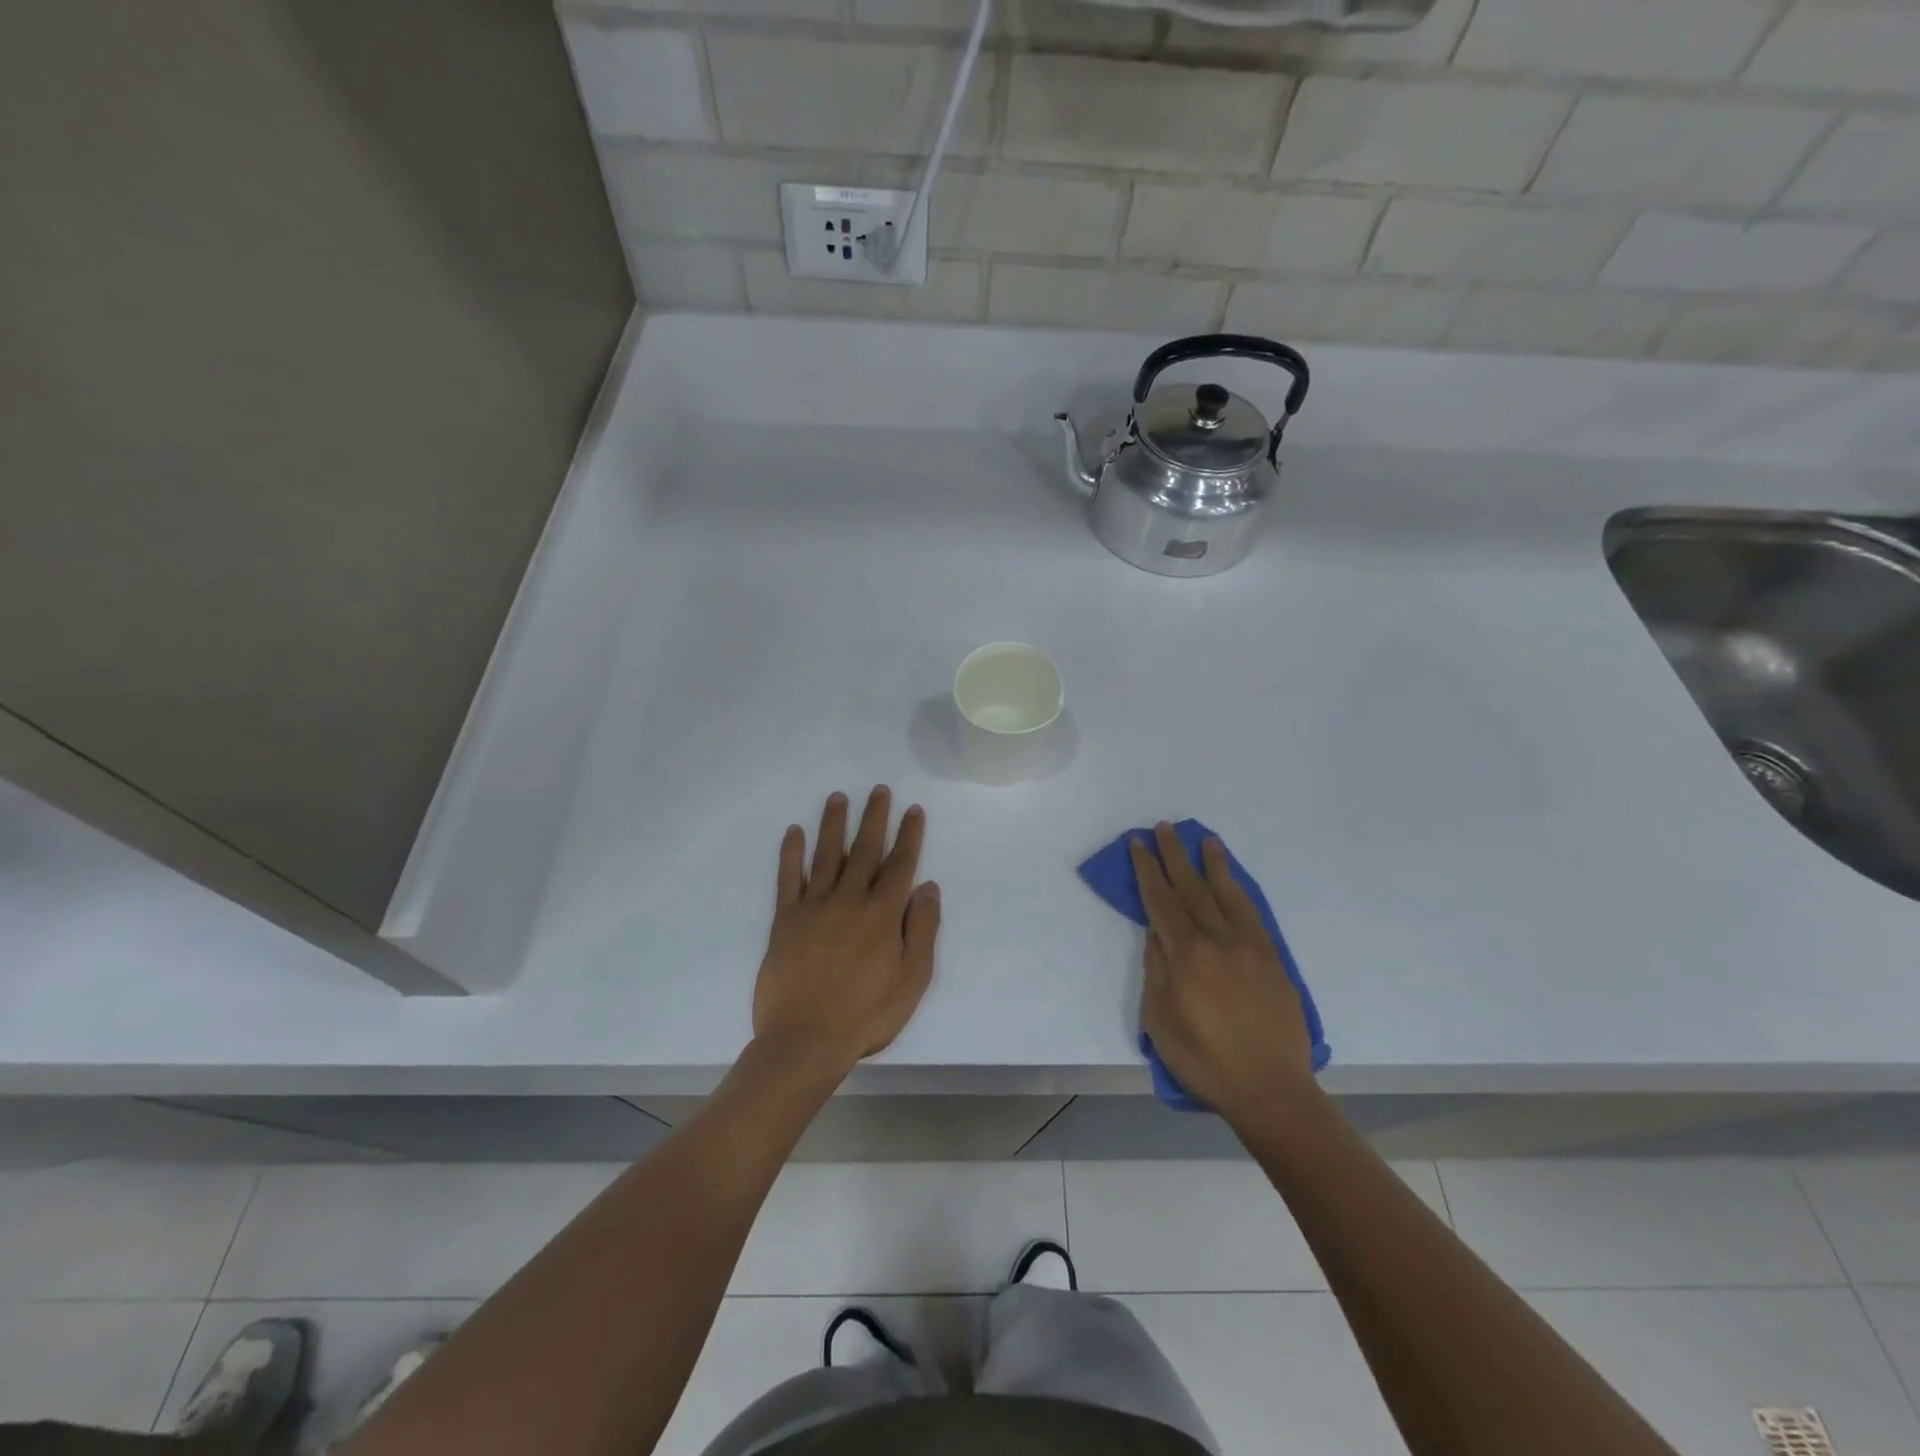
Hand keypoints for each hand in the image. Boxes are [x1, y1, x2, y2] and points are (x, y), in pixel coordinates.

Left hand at [753, 787, 940, 1076]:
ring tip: (838, 797)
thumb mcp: (912, 979)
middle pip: (865, 849)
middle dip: (875, 817)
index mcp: (883, 914)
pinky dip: (791, 853)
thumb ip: (922, 930)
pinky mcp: (785, 920)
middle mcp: (849, 900)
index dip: (909, 835)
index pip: (900, 864)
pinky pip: (788, 878)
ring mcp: (814, 906)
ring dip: (834, 824)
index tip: (913, 809)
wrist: (805, 1041)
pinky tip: (794, 832)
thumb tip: (928, 887)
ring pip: (827, 855)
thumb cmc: (867, 1015)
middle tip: (879, 790)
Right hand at [1131, 823, 1315, 1120]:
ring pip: (1228, 895)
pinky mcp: (1273, 960)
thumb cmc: (1204, 1060)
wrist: (1270, 1090)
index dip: (1148, 870)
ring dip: (1213, 865)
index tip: (1138, 844)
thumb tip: (1156, 932)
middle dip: (1175, 856)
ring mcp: (1250, 948)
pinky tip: (1234, 881)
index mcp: (1188, 955)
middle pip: (1192, 889)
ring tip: (1205, 840)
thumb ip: (1157, 969)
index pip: (1162, 901)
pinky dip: (1240, 892)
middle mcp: (1219, 941)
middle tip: (1164, 828)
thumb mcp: (1160, 1019)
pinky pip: (1254, 915)